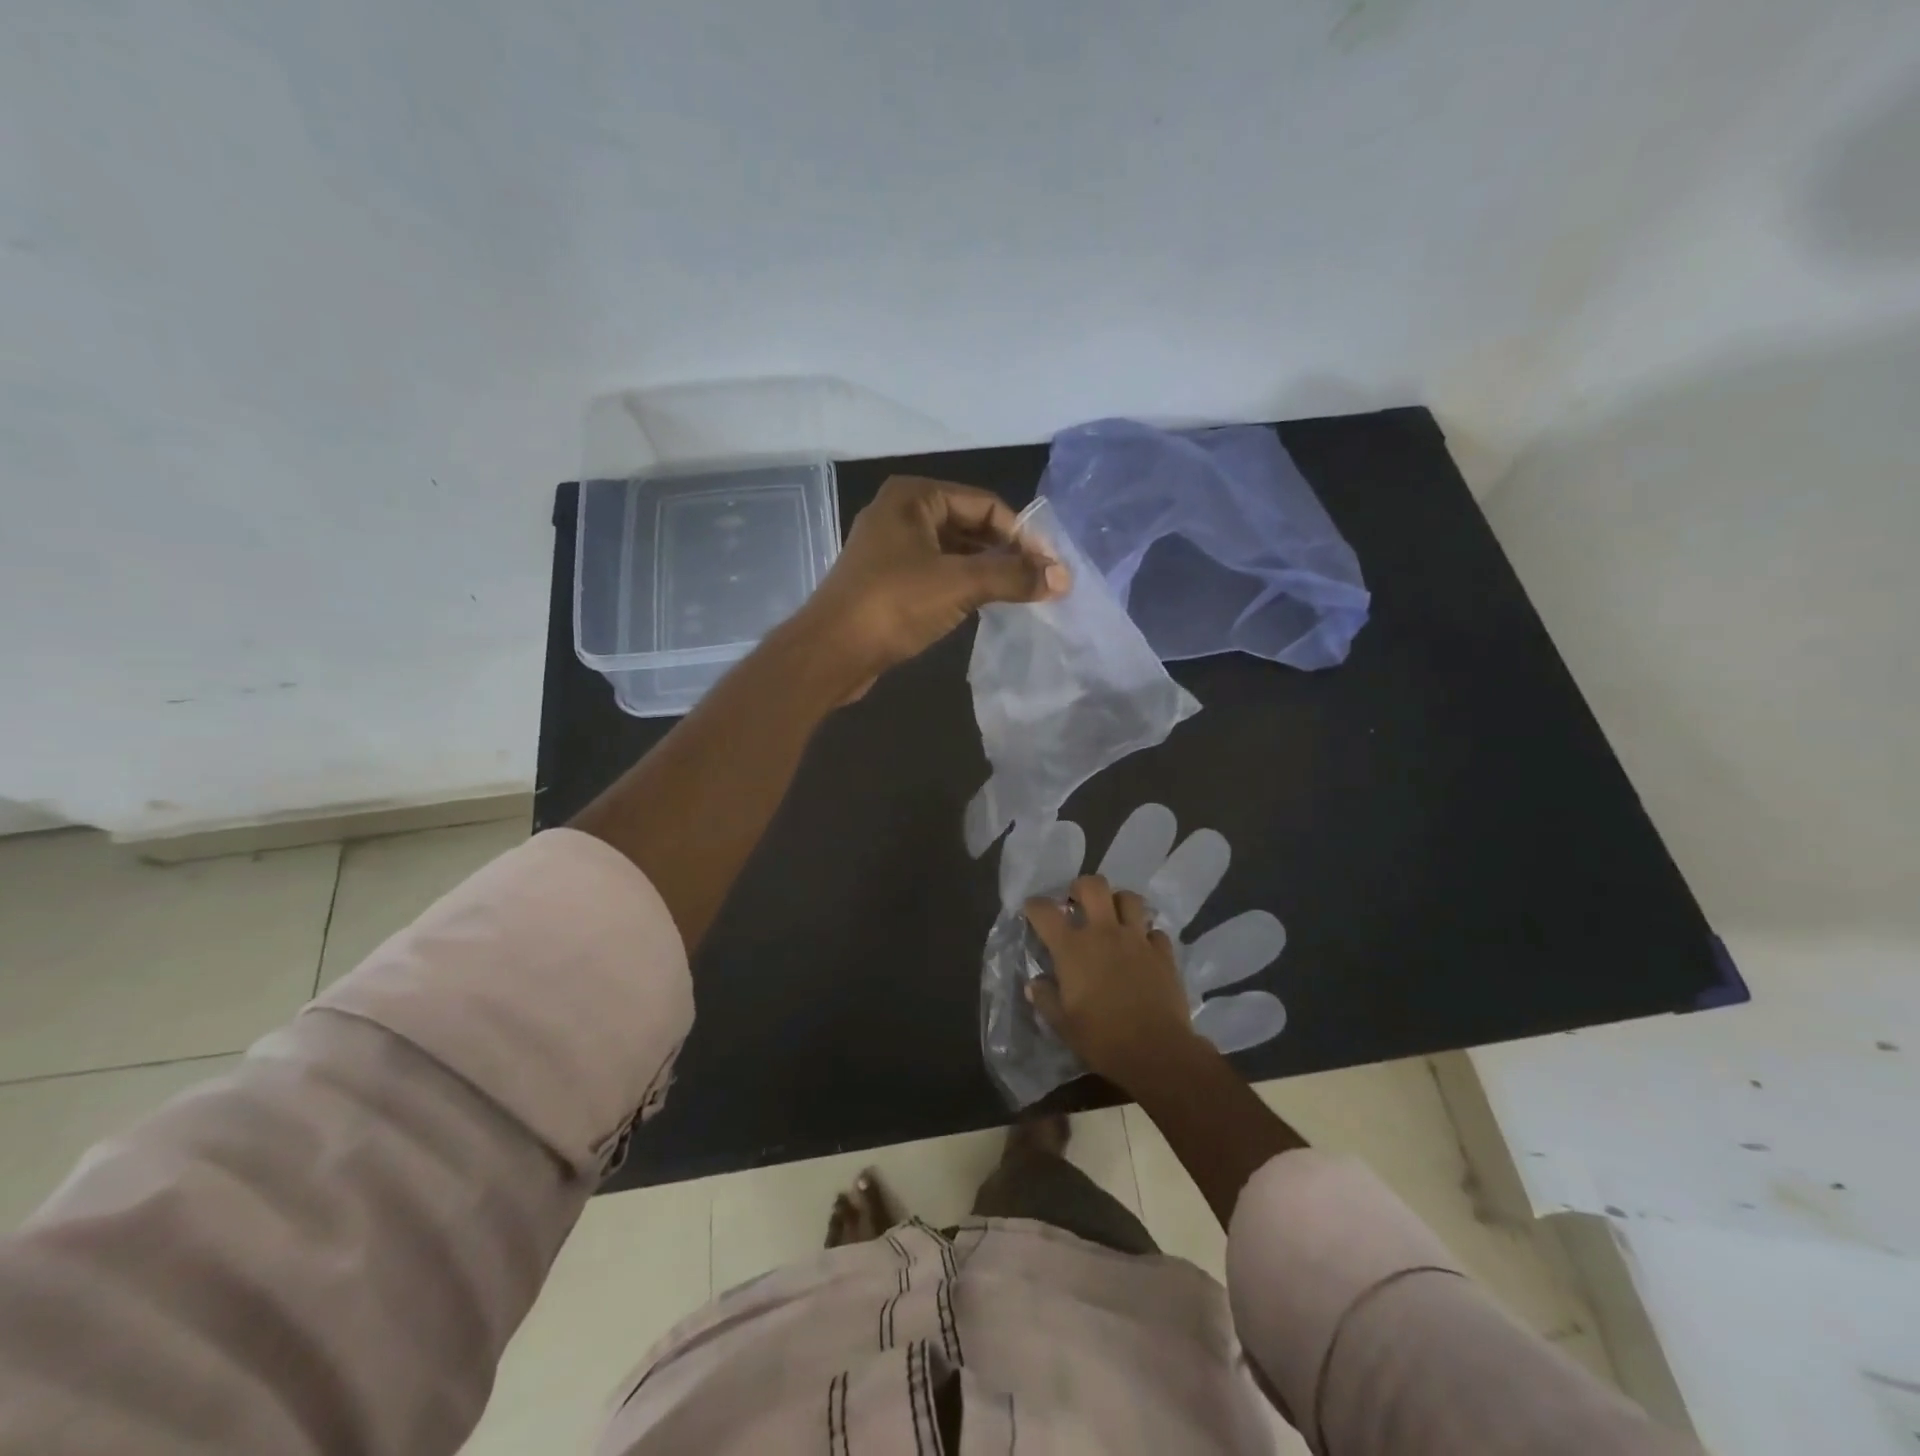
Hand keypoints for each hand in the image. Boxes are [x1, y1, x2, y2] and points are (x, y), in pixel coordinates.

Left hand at [796, 476, 1067, 697]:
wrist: (830, 653)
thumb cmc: (893, 605)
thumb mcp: (959, 584)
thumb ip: (1012, 576)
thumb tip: (1062, 578)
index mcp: (914, 496)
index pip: (984, 504)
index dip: (1022, 534)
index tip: (1051, 567)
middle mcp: (901, 514)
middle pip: (970, 525)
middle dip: (1006, 552)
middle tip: (1041, 582)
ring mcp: (891, 549)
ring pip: (954, 552)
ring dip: (987, 571)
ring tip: (1021, 595)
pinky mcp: (888, 582)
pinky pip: (937, 574)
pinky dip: (964, 585)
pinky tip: (986, 605)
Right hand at [1024, 874, 1209, 1093]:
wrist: (1156, 1051)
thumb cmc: (1102, 1038)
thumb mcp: (1062, 1024)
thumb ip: (1045, 999)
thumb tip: (1034, 984)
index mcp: (1072, 948)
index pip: (1045, 911)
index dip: (1034, 906)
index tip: (1031, 910)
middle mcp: (1104, 933)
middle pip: (1093, 885)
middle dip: (1081, 887)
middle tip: (1077, 902)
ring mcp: (1137, 939)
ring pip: (1129, 898)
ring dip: (1118, 902)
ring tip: (1113, 917)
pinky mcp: (1163, 953)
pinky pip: (1154, 931)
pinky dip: (1146, 934)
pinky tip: (1142, 948)